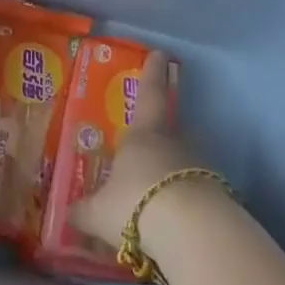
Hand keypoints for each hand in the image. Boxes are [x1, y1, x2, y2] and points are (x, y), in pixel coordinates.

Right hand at [68, 50, 214, 256]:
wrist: (192, 231)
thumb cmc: (137, 204)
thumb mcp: (100, 212)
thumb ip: (84, 211)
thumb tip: (67, 212)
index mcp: (144, 132)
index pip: (149, 92)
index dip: (152, 72)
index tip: (161, 53)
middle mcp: (174, 141)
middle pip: (169, 128)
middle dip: (160, 136)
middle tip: (148, 148)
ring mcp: (199, 165)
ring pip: (183, 160)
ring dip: (172, 172)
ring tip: (157, 194)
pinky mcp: (217, 193)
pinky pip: (195, 190)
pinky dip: (184, 200)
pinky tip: (174, 221)